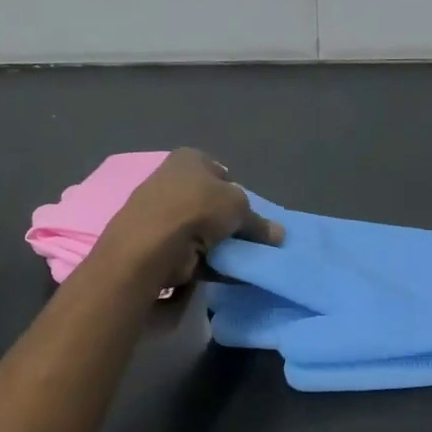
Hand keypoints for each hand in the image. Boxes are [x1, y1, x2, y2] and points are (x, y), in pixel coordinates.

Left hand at [97, 149, 284, 291]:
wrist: (152, 244)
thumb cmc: (198, 208)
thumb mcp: (240, 208)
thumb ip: (259, 222)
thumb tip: (279, 234)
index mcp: (189, 159)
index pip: (219, 172)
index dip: (236, 192)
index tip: (250, 214)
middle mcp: (171, 180)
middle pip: (210, 203)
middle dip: (228, 222)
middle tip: (248, 239)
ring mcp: (161, 213)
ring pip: (200, 229)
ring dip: (217, 244)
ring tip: (238, 259)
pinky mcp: (155, 243)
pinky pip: (189, 251)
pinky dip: (205, 261)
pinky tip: (222, 272)